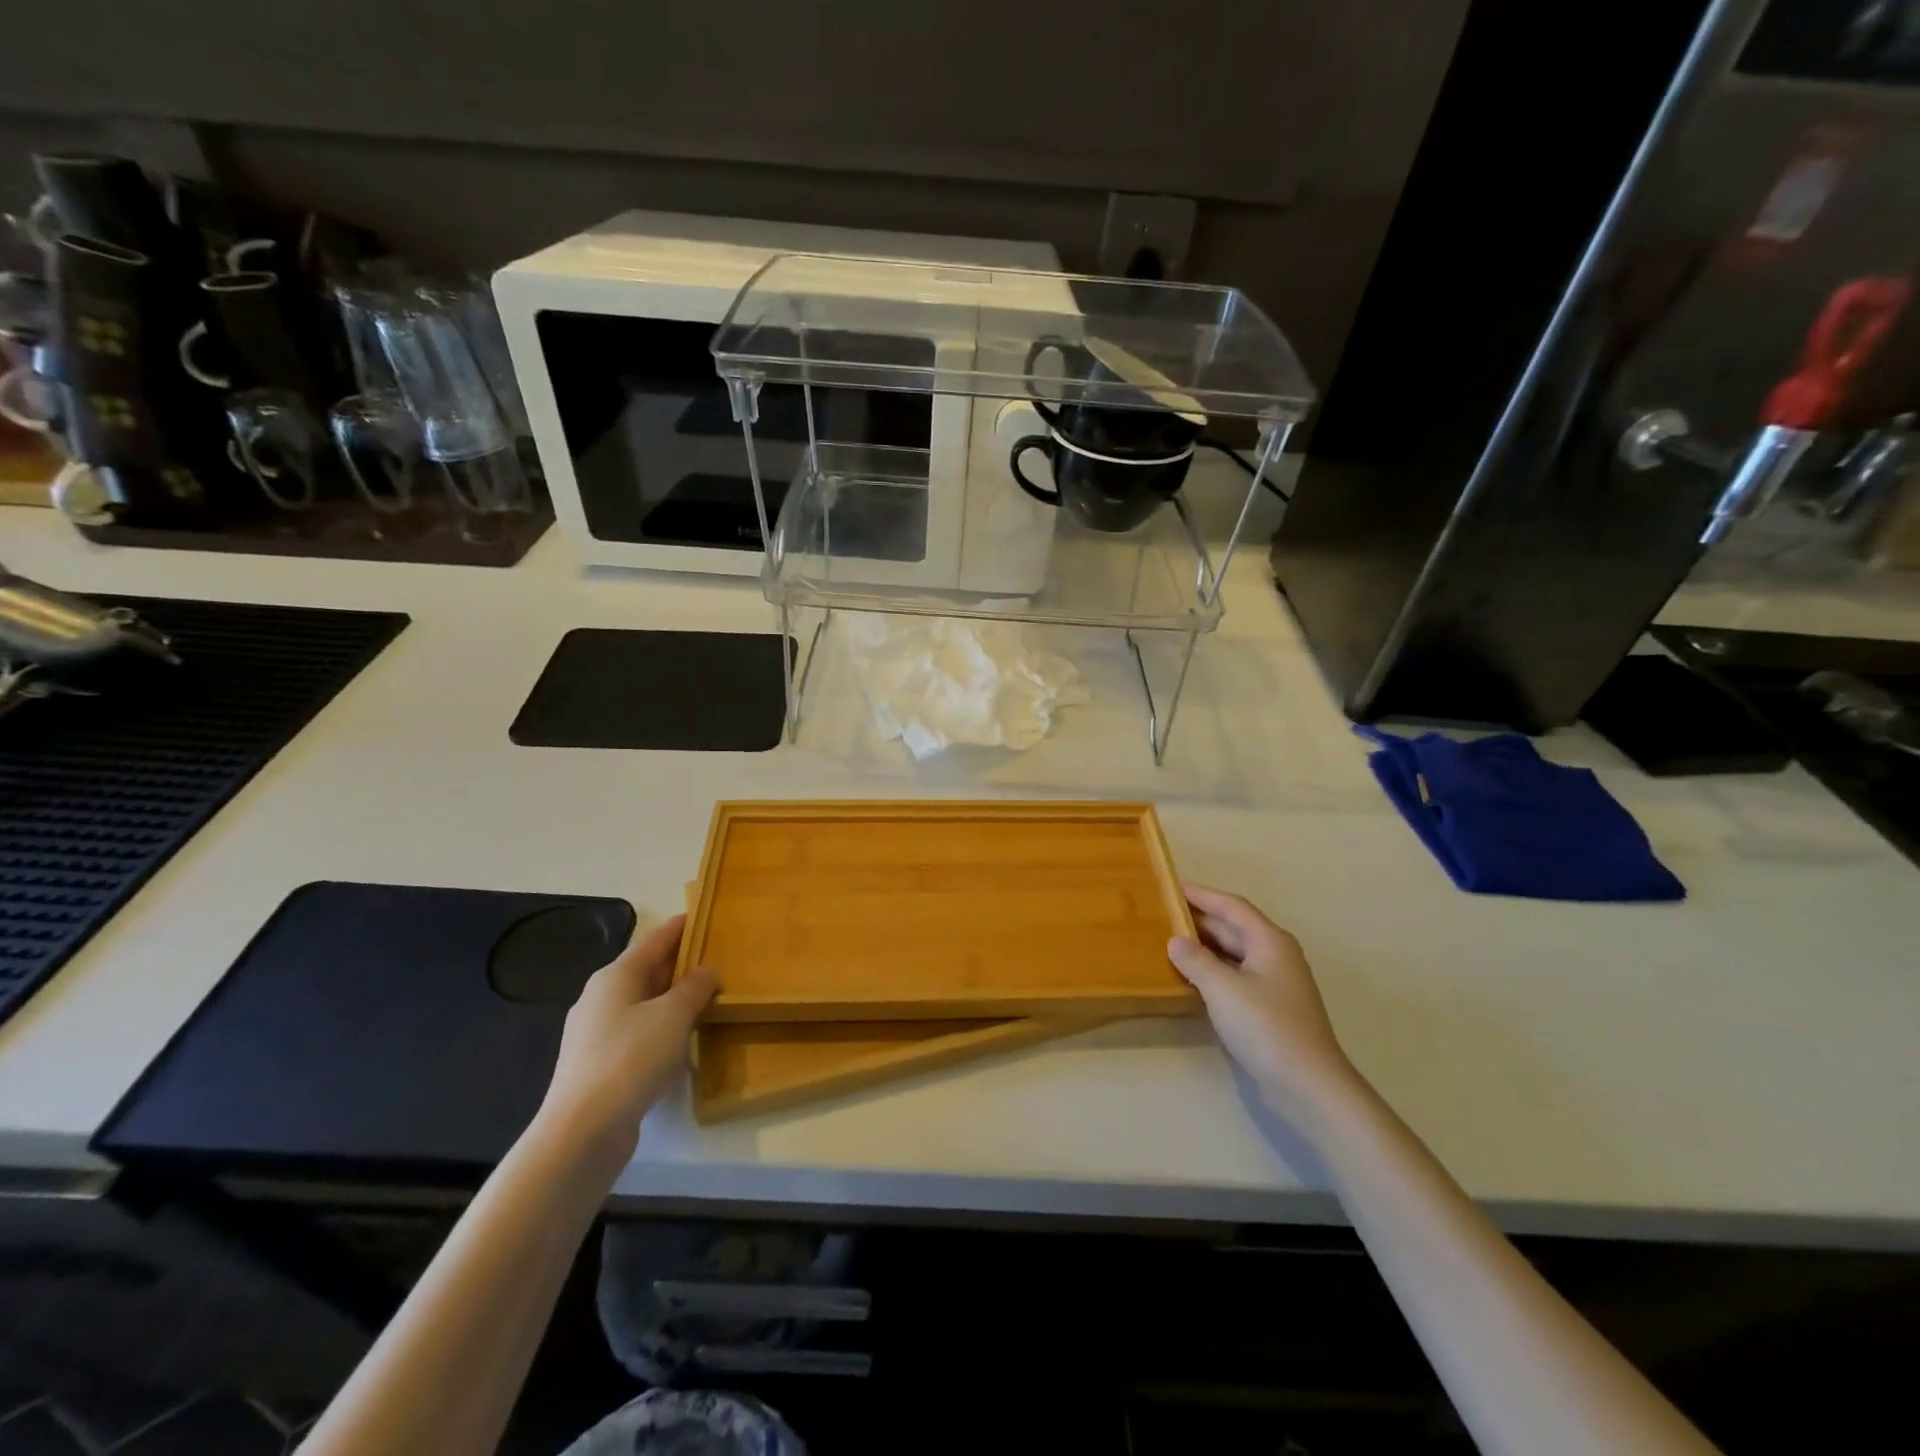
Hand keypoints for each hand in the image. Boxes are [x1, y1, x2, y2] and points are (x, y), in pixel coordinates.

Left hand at [535, 914, 715, 1168]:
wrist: (582, 1131)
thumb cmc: (630, 1059)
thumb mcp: (673, 1015)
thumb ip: (694, 987)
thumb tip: (706, 970)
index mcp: (615, 976)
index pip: (653, 941)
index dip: (679, 928)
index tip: (701, 915)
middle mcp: (601, 998)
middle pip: (646, 971)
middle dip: (679, 964)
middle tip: (714, 958)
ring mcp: (596, 1033)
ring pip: (643, 1004)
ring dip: (672, 999)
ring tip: (705, 998)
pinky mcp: (600, 1065)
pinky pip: (639, 1033)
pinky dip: (662, 1029)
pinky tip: (682, 1042)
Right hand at [1169, 886, 1360, 1123]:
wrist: (1308, 1085)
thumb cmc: (1266, 1026)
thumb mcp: (1223, 989)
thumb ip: (1196, 960)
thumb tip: (1175, 941)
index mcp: (1270, 941)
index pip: (1232, 906)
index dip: (1202, 895)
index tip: (1171, 887)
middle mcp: (1276, 955)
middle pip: (1234, 928)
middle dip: (1200, 920)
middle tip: (1162, 914)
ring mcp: (1275, 983)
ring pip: (1234, 953)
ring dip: (1205, 947)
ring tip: (1170, 942)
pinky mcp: (1271, 1009)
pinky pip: (1236, 976)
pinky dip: (1213, 971)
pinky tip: (1191, 978)